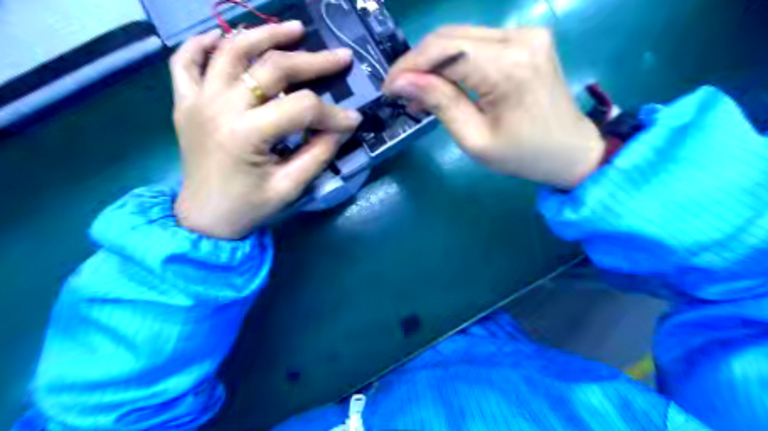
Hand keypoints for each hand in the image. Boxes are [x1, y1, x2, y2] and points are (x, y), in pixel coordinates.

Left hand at [169, 21, 362, 238]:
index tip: (353, 120)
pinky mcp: (185, 102)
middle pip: (271, 68)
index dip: (332, 112)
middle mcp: (219, 107)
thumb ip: (318, 154)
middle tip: (341, 58)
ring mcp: (197, 100)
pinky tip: (225, 38)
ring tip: (295, 29)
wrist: (203, 219)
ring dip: (266, 34)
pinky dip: (204, 43)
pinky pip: (185, 60)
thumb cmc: (249, 207)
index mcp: (246, 134)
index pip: (301, 108)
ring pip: (231, 50)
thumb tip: (342, 127)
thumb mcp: (290, 187)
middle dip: (312, 62)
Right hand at [385, 26, 605, 187]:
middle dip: (417, 63)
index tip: (389, 89)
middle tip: (400, 92)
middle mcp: (519, 38)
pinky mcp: (526, 38)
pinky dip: (454, 60)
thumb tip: (402, 83)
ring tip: (419, 92)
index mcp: (508, 67)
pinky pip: (477, 42)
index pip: (444, 51)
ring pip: (461, 36)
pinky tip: (444, 82)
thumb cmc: (524, 155)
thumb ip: (440, 104)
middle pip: (450, 37)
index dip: (409, 67)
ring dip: (434, 62)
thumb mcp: (475, 139)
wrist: (571, 151)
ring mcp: (526, 33)